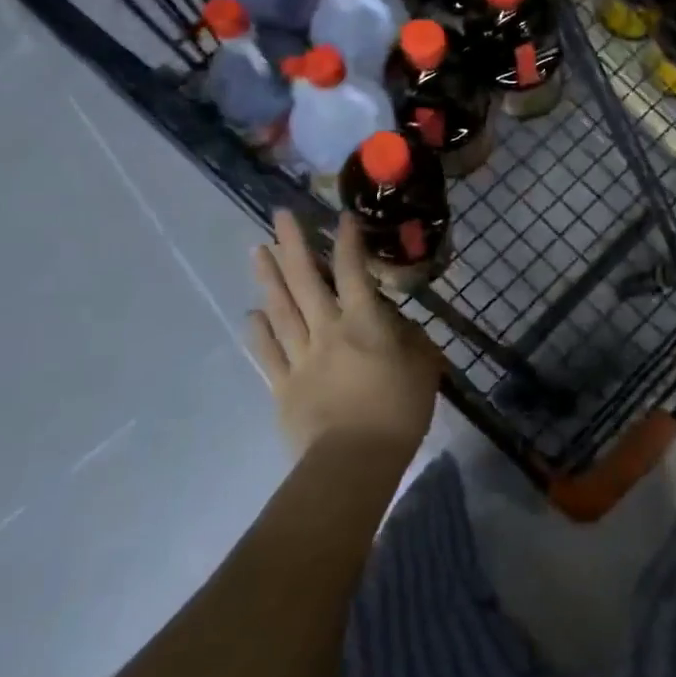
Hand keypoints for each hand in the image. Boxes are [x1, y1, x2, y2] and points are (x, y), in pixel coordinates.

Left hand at [247, 209, 440, 459]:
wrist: (354, 462)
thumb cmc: (398, 411)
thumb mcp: (424, 367)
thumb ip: (413, 339)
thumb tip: (399, 324)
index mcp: (363, 322)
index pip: (353, 271)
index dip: (347, 241)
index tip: (340, 216)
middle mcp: (327, 330)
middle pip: (306, 280)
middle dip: (293, 244)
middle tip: (279, 215)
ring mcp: (300, 357)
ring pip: (281, 309)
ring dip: (268, 278)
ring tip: (256, 249)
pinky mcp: (283, 386)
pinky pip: (268, 353)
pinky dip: (259, 332)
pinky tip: (251, 313)